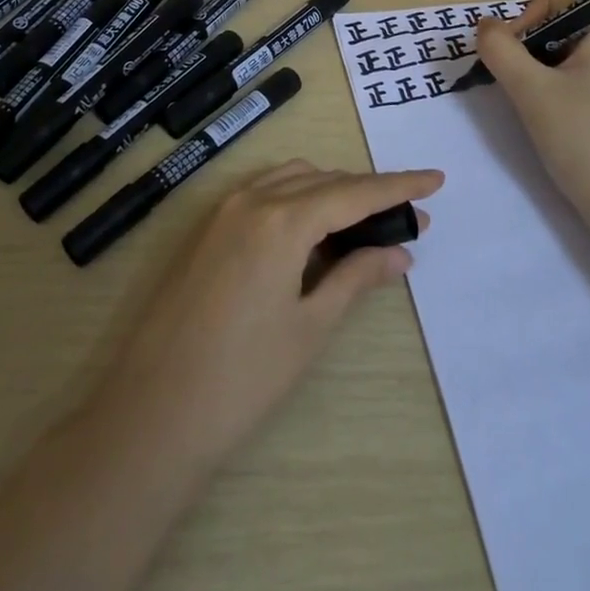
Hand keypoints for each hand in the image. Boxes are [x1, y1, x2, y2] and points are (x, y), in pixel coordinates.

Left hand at [88, 161, 443, 473]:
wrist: (153, 411)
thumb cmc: (243, 377)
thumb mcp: (310, 327)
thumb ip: (356, 277)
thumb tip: (401, 253)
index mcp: (281, 219)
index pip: (354, 192)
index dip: (398, 185)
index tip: (436, 179)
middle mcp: (252, 199)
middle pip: (324, 181)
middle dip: (367, 194)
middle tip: (407, 220)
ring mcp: (223, 210)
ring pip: (292, 180)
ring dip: (331, 192)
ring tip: (363, 226)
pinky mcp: (207, 228)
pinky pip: (264, 193)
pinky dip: (297, 199)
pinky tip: (312, 232)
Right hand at [475, 0, 589, 215]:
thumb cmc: (582, 140)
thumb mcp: (530, 90)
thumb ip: (499, 48)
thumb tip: (484, 24)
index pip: (549, 2)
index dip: (520, 25)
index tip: (507, 63)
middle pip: (553, 25)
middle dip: (525, 51)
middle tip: (517, 88)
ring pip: (558, 53)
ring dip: (535, 72)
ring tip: (532, 106)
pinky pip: (572, 75)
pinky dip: (551, 87)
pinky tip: (549, 117)